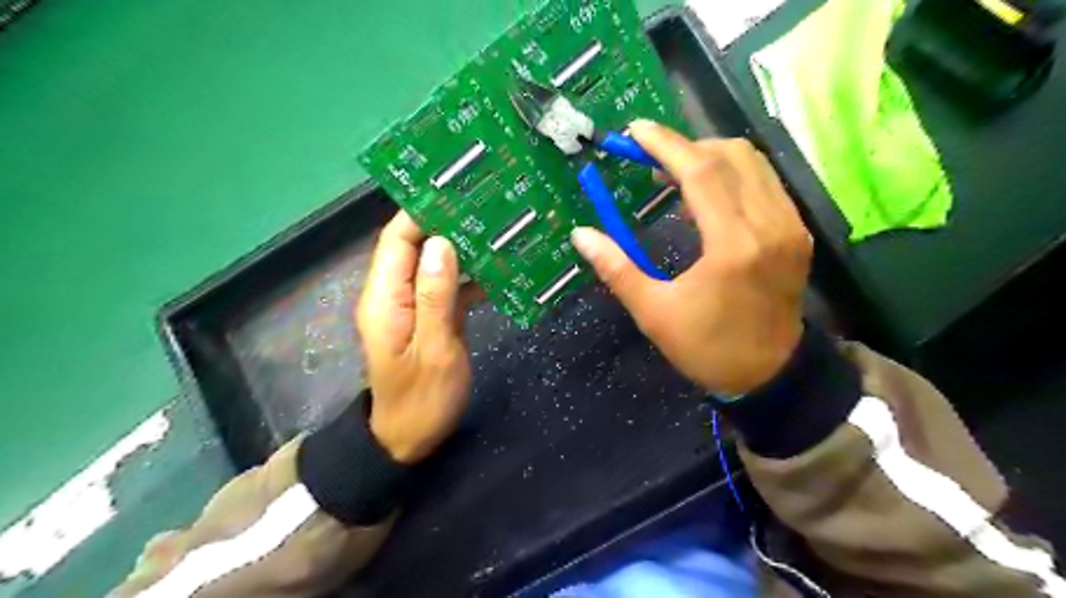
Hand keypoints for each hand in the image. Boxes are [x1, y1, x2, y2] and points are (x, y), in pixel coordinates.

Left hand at [358, 212, 473, 464]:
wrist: (409, 440)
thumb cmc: (422, 400)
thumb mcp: (434, 349)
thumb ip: (435, 295)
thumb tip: (441, 242)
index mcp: (385, 297)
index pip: (398, 238)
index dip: (422, 210)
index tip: (457, 189)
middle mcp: (392, 294)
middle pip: (415, 245)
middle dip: (447, 223)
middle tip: (487, 204)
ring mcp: (410, 305)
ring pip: (433, 263)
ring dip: (461, 247)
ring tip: (497, 228)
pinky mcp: (426, 317)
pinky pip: (444, 286)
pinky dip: (467, 275)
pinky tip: (496, 269)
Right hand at [571, 118, 812, 393]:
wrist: (771, 375)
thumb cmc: (708, 348)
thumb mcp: (655, 313)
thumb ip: (617, 269)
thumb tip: (582, 235)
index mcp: (733, 245)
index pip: (701, 172)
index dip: (665, 144)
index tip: (635, 131)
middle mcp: (769, 224)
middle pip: (731, 155)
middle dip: (686, 147)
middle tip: (649, 160)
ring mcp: (790, 226)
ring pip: (753, 163)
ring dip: (710, 158)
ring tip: (674, 174)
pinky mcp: (797, 233)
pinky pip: (765, 183)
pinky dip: (732, 175)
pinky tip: (707, 196)